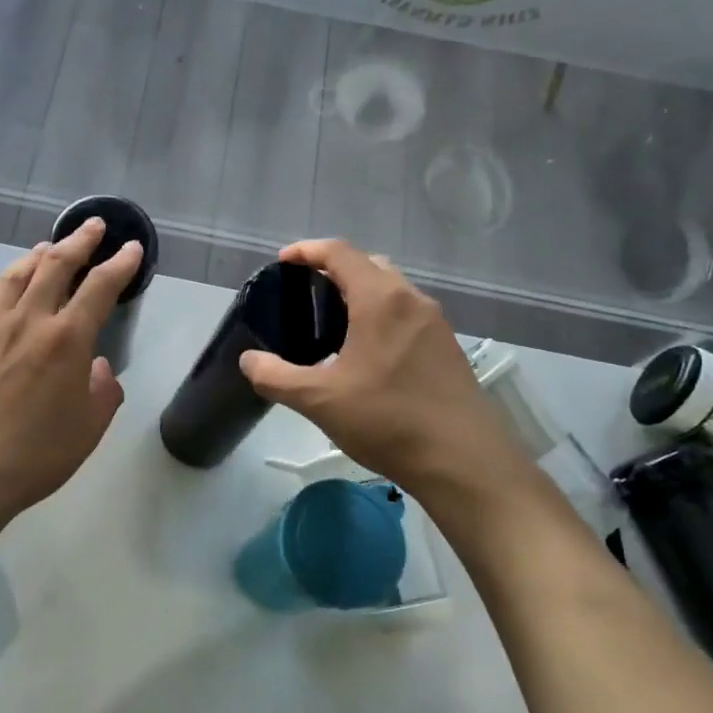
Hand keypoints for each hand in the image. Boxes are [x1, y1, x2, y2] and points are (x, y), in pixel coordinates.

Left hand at [0, 218, 142, 525]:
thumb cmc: (38, 455)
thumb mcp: (90, 428)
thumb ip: (103, 390)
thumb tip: (96, 367)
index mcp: (67, 339)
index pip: (100, 287)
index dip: (119, 264)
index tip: (130, 248)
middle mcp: (29, 320)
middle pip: (56, 265)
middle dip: (79, 241)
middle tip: (94, 226)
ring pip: (16, 274)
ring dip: (38, 255)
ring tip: (50, 248)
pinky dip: (1, 284)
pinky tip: (5, 286)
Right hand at [238, 239, 535, 499]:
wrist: (463, 461)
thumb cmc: (387, 420)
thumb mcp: (319, 400)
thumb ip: (276, 377)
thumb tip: (249, 360)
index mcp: (380, 300)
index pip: (340, 253)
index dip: (307, 251)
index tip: (283, 261)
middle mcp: (413, 300)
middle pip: (370, 264)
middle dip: (335, 270)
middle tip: (306, 294)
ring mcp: (436, 324)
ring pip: (392, 290)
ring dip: (361, 294)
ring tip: (332, 325)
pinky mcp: (448, 348)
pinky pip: (408, 315)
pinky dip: (381, 316)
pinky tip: (366, 355)